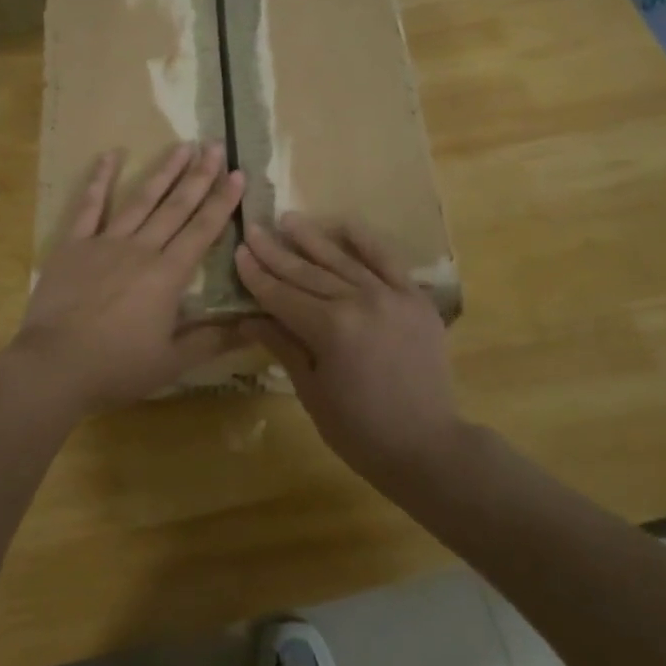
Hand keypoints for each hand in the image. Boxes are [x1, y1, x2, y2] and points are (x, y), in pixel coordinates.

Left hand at [9, 142, 244, 414]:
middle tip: (216, 145)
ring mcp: (105, 242)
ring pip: (141, 199)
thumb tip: (252, 328)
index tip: (238, 173)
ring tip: (182, 145)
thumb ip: (212, 341)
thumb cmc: (116, 367)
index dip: (222, 201)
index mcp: (168, 275)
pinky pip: (89, 206)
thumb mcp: (171, 362)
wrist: (54, 366)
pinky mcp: (74, 245)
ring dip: (163, 171)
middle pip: (176, 206)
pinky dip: (99, 179)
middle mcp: (141, 249)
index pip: (203, 229)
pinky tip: (110, 155)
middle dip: (199, 175)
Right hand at [235, 215, 461, 480]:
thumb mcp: (311, 391)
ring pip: (342, 260)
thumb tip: (247, 319)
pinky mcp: (415, 298)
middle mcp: (358, 302)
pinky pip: (387, 261)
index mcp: (330, 329)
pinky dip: (365, 242)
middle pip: (307, 273)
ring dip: (312, 239)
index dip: (257, 275)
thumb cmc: (359, 430)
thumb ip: (282, 346)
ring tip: (289, 219)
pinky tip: (343, 224)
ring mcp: (391, 296)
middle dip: (276, 252)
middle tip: (254, 229)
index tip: (239, 252)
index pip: (282, 295)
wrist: (427, 446)